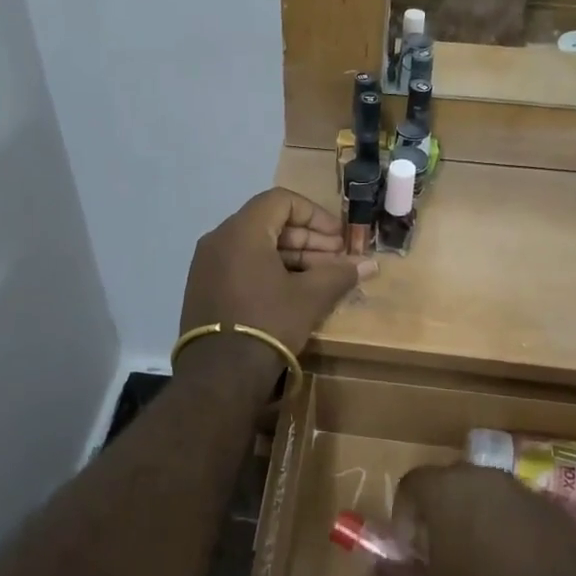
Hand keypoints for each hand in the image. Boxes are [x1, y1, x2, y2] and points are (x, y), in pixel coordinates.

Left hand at [177, 189, 376, 383]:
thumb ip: (340, 274)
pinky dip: (269, 269)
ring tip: (322, 277)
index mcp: (241, 231)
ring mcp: (207, 264)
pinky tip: (294, 291)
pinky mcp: (204, 287)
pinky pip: (241, 264)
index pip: (281, 200)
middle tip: (337, 259)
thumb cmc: (267, 323)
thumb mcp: (309, 297)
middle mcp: (219, 239)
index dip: (315, 215)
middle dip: (307, 238)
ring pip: (256, 245)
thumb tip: (371, 264)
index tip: (337, 238)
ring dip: (292, 255)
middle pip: (269, 222)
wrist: (219, 375)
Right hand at [375, 464, 575, 575]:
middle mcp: (484, 477)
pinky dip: (515, 533)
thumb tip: (380, 568)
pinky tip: (522, 573)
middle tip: (445, 556)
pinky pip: (523, 514)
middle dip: (443, 513)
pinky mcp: (558, 513)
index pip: (412, 483)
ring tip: (485, 565)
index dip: (405, 515)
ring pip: (490, 496)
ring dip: (480, 520)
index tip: (412, 550)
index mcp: (445, 489)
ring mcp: (525, 492)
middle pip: (452, 483)